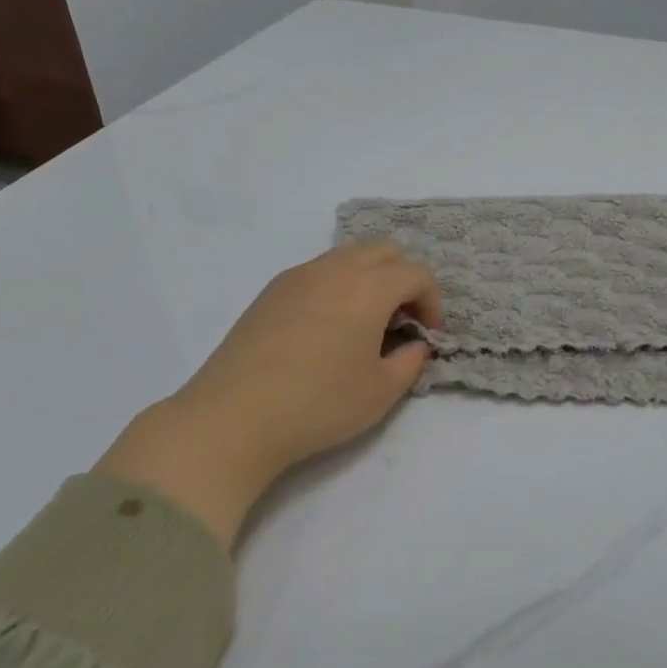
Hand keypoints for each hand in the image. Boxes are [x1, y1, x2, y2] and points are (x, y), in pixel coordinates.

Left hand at [96, 243, 440, 545]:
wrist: (234, 417)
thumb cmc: (318, 405)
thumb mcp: (381, 393)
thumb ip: (411, 362)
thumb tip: (416, 344)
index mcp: (368, 288)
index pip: (417, 272)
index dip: (432, 301)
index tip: (427, 335)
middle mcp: (335, 269)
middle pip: (384, 250)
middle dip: (404, 279)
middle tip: (401, 321)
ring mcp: (298, 275)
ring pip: (349, 255)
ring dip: (370, 278)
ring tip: (365, 323)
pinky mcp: (272, 290)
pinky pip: (319, 271)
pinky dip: (338, 285)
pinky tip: (327, 328)